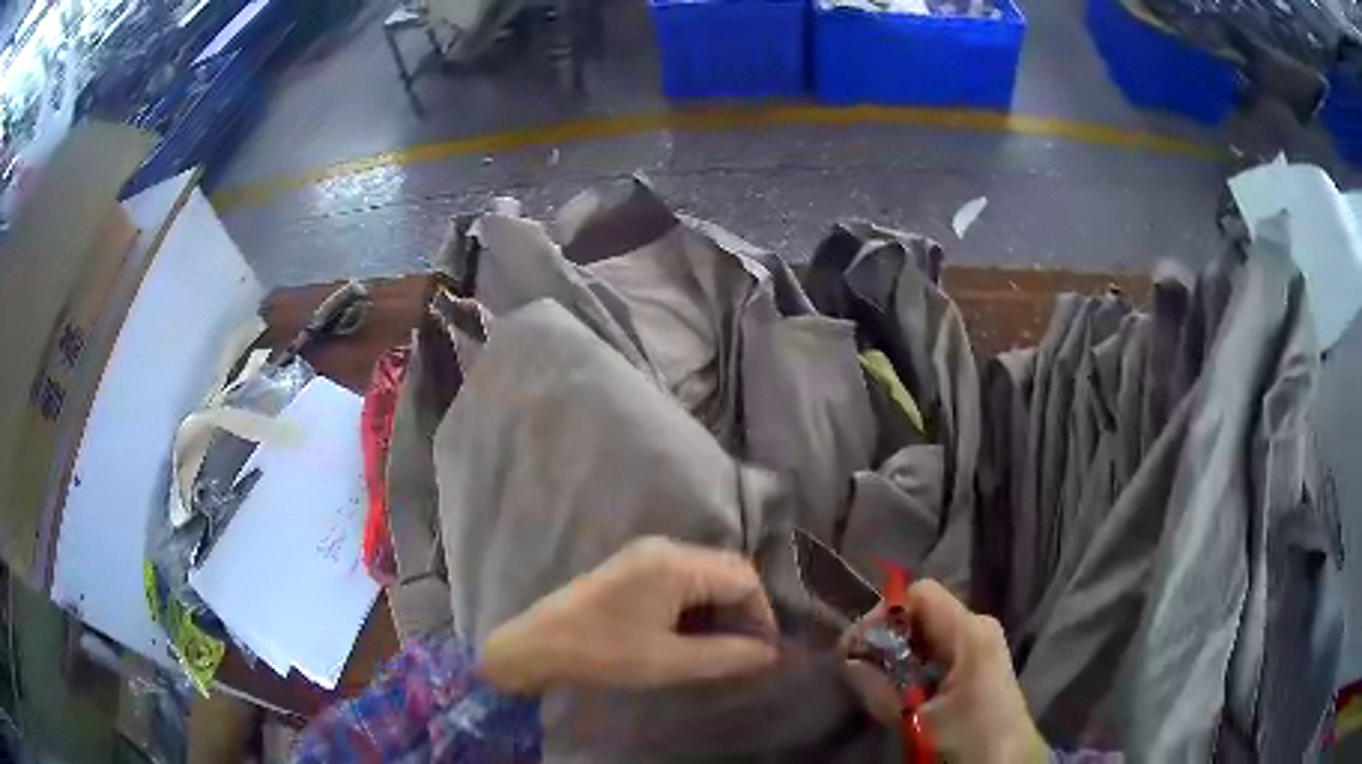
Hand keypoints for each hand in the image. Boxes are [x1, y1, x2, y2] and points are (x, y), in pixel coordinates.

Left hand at [478, 537, 779, 694]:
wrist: (538, 646)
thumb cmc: (604, 653)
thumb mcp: (670, 662)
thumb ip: (727, 655)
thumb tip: (771, 652)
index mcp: (675, 564)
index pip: (744, 578)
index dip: (762, 614)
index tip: (763, 651)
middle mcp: (665, 548)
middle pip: (727, 570)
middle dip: (743, 610)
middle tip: (745, 651)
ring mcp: (646, 554)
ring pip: (706, 574)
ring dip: (720, 608)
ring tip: (721, 647)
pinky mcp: (634, 567)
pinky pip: (683, 578)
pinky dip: (697, 604)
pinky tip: (691, 634)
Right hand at [840, 581, 1047, 763]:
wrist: (1009, 760)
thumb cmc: (968, 737)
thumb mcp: (916, 721)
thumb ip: (879, 690)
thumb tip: (847, 660)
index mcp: (970, 631)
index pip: (920, 593)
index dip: (885, 613)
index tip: (860, 648)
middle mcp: (978, 625)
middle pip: (923, 610)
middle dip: (888, 635)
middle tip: (862, 668)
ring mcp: (981, 642)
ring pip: (928, 630)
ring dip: (899, 651)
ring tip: (878, 682)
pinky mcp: (979, 660)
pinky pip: (938, 647)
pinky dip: (914, 661)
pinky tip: (903, 689)